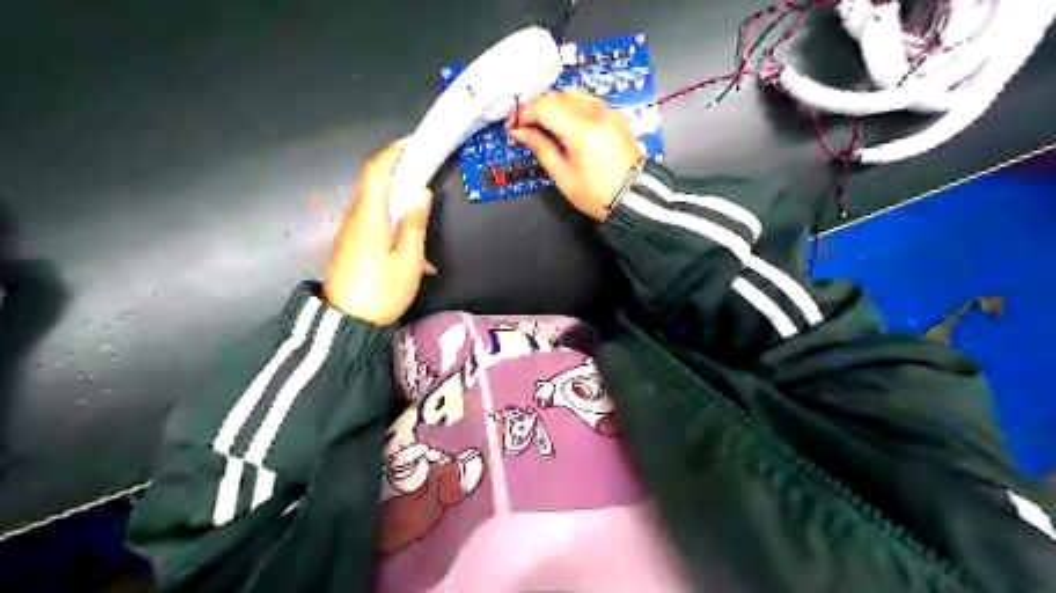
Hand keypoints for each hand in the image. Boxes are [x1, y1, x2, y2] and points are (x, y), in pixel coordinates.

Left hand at [323, 142, 435, 325]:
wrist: (346, 324)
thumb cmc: (382, 291)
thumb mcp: (407, 260)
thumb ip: (414, 224)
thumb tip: (420, 193)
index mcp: (369, 217)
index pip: (375, 171)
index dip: (392, 154)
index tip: (412, 145)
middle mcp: (355, 218)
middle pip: (375, 186)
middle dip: (399, 178)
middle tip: (425, 180)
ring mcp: (350, 233)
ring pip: (376, 208)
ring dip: (398, 208)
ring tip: (422, 230)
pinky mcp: (350, 246)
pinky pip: (373, 226)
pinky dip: (392, 227)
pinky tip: (411, 254)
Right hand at [506, 90, 644, 221]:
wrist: (633, 198)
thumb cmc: (596, 193)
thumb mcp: (562, 174)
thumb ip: (540, 147)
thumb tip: (520, 133)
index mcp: (580, 129)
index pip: (543, 107)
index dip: (523, 114)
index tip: (513, 127)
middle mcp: (595, 113)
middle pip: (557, 96)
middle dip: (537, 108)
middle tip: (525, 127)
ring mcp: (608, 112)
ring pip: (573, 94)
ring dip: (555, 105)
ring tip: (545, 125)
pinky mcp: (615, 117)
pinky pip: (589, 101)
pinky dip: (573, 107)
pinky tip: (567, 124)